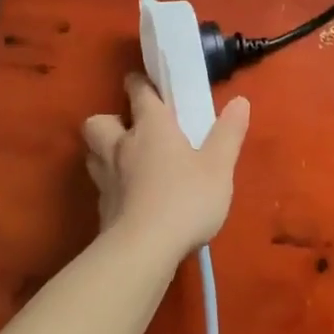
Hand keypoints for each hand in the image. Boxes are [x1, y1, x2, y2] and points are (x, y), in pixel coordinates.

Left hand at [81, 74, 249, 259]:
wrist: (143, 251)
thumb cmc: (185, 199)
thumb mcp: (219, 166)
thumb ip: (229, 133)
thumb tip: (240, 101)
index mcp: (151, 127)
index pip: (138, 92)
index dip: (140, 83)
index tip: (145, 82)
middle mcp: (122, 146)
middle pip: (98, 121)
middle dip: (110, 119)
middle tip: (130, 129)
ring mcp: (106, 178)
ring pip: (92, 153)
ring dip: (104, 151)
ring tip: (125, 161)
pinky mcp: (101, 209)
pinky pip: (100, 186)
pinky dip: (111, 185)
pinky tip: (128, 197)